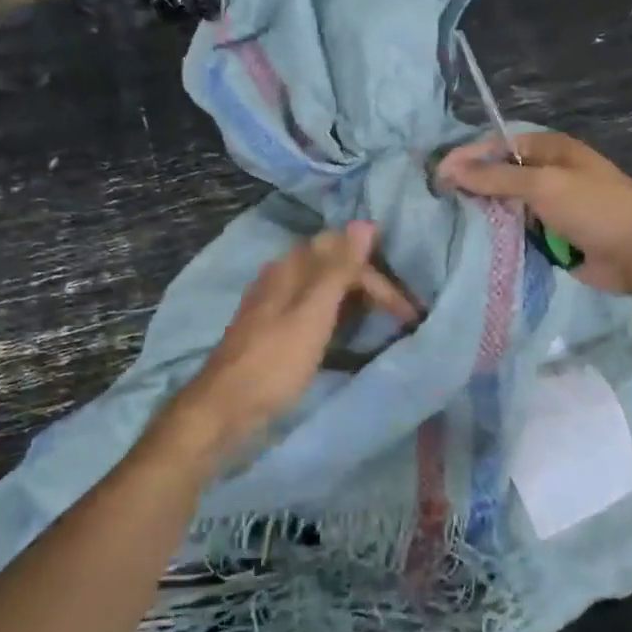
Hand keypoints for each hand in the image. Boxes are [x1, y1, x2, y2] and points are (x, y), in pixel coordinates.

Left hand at [160, 222, 417, 466]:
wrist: (224, 408)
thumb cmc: (274, 362)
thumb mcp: (312, 314)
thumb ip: (338, 269)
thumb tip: (364, 222)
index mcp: (291, 266)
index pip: (346, 254)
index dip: (380, 280)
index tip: (407, 313)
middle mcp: (282, 274)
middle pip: (334, 265)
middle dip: (370, 285)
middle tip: (401, 316)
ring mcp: (274, 300)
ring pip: (324, 286)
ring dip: (355, 298)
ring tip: (381, 321)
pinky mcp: (272, 326)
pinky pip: (313, 307)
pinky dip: (337, 314)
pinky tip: (344, 332)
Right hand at [437, 131, 631, 294]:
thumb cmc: (595, 207)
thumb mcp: (543, 185)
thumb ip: (495, 178)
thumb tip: (450, 167)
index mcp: (549, 150)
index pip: (498, 146)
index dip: (468, 157)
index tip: (437, 175)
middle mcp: (547, 175)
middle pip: (499, 177)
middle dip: (473, 188)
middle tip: (438, 202)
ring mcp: (550, 208)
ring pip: (506, 209)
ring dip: (486, 217)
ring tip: (449, 226)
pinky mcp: (552, 238)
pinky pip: (518, 234)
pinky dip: (502, 239)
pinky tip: (475, 246)